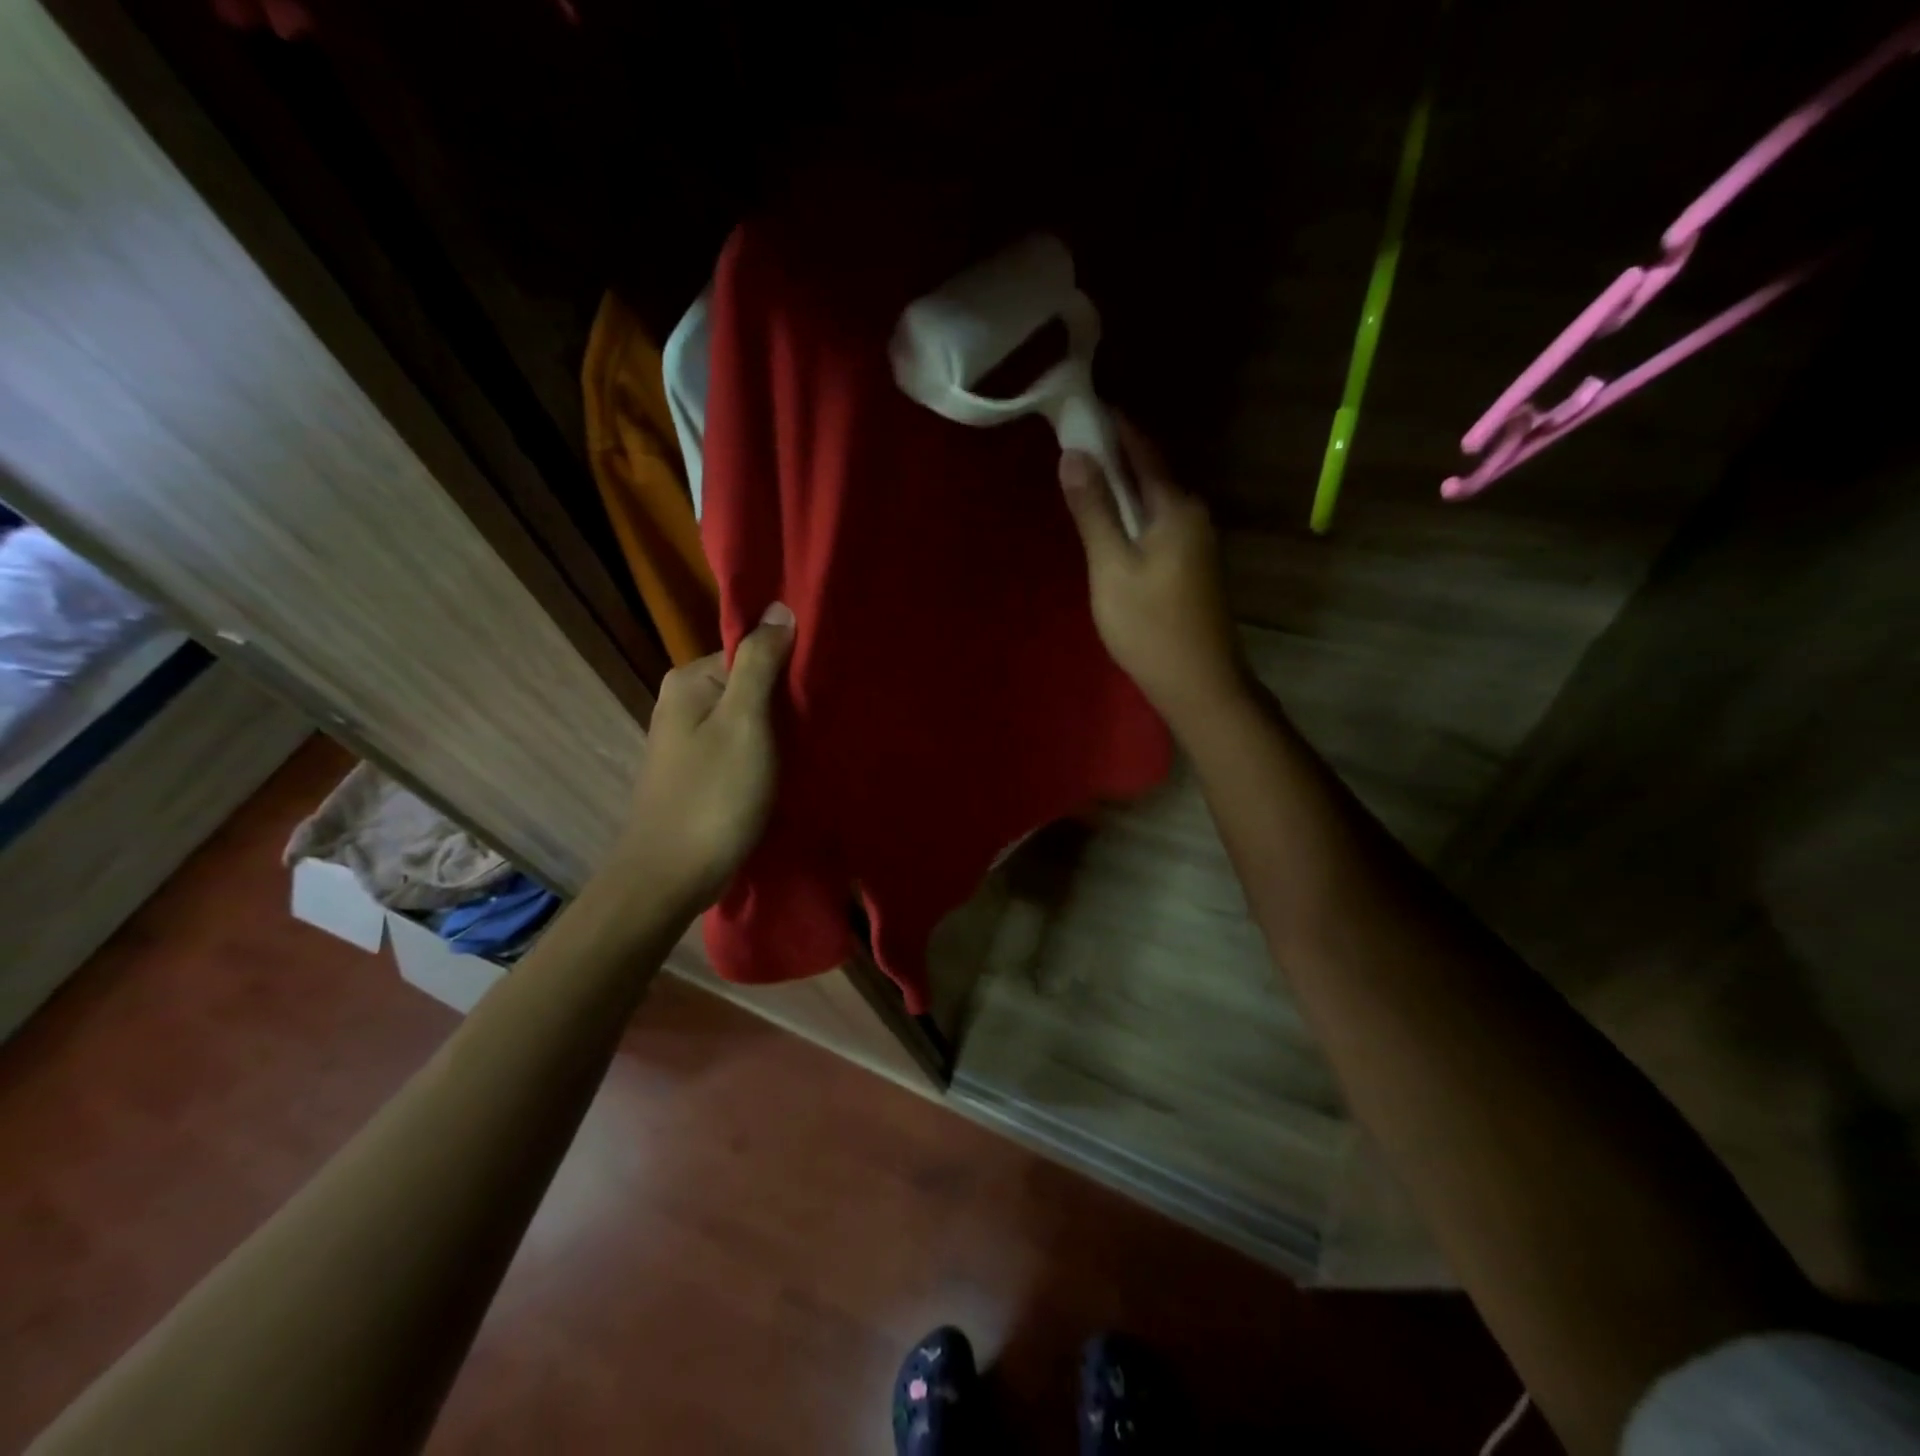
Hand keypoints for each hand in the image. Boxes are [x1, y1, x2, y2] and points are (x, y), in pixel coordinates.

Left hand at [618, 603, 795, 906]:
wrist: (671, 876)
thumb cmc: (714, 795)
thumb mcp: (745, 722)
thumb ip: (760, 663)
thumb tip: (778, 607)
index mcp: (689, 679)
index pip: (750, 650)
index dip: (788, 665)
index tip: (822, 688)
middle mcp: (683, 700)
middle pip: (749, 683)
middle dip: (785, 699)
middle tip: (823, 719)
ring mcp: (688, 738)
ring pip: (747, 717)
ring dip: (779, 729)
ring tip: (812, 744)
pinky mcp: (699, 769)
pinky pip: (740, 745)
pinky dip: (764, 752)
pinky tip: (787, 767)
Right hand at [1059, 422, 1245, 730]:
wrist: (1199, 684)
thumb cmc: (1150, 626)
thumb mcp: (1112, 567)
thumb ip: (1094, 510)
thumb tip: (1073, 455)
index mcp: (1176, 507)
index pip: (1143, 450)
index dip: (1113, 427)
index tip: (1083, 408)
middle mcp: (1194, 515)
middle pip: (1151, 474)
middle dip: (1115, 457)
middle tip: (1073, 446)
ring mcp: (1198, 543)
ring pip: (1154, 503)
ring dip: (1122, 490)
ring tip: (1085, 483)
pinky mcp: (1194, 568)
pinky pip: (1158, 527)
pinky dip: (1133, 518)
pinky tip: (1111, 529)